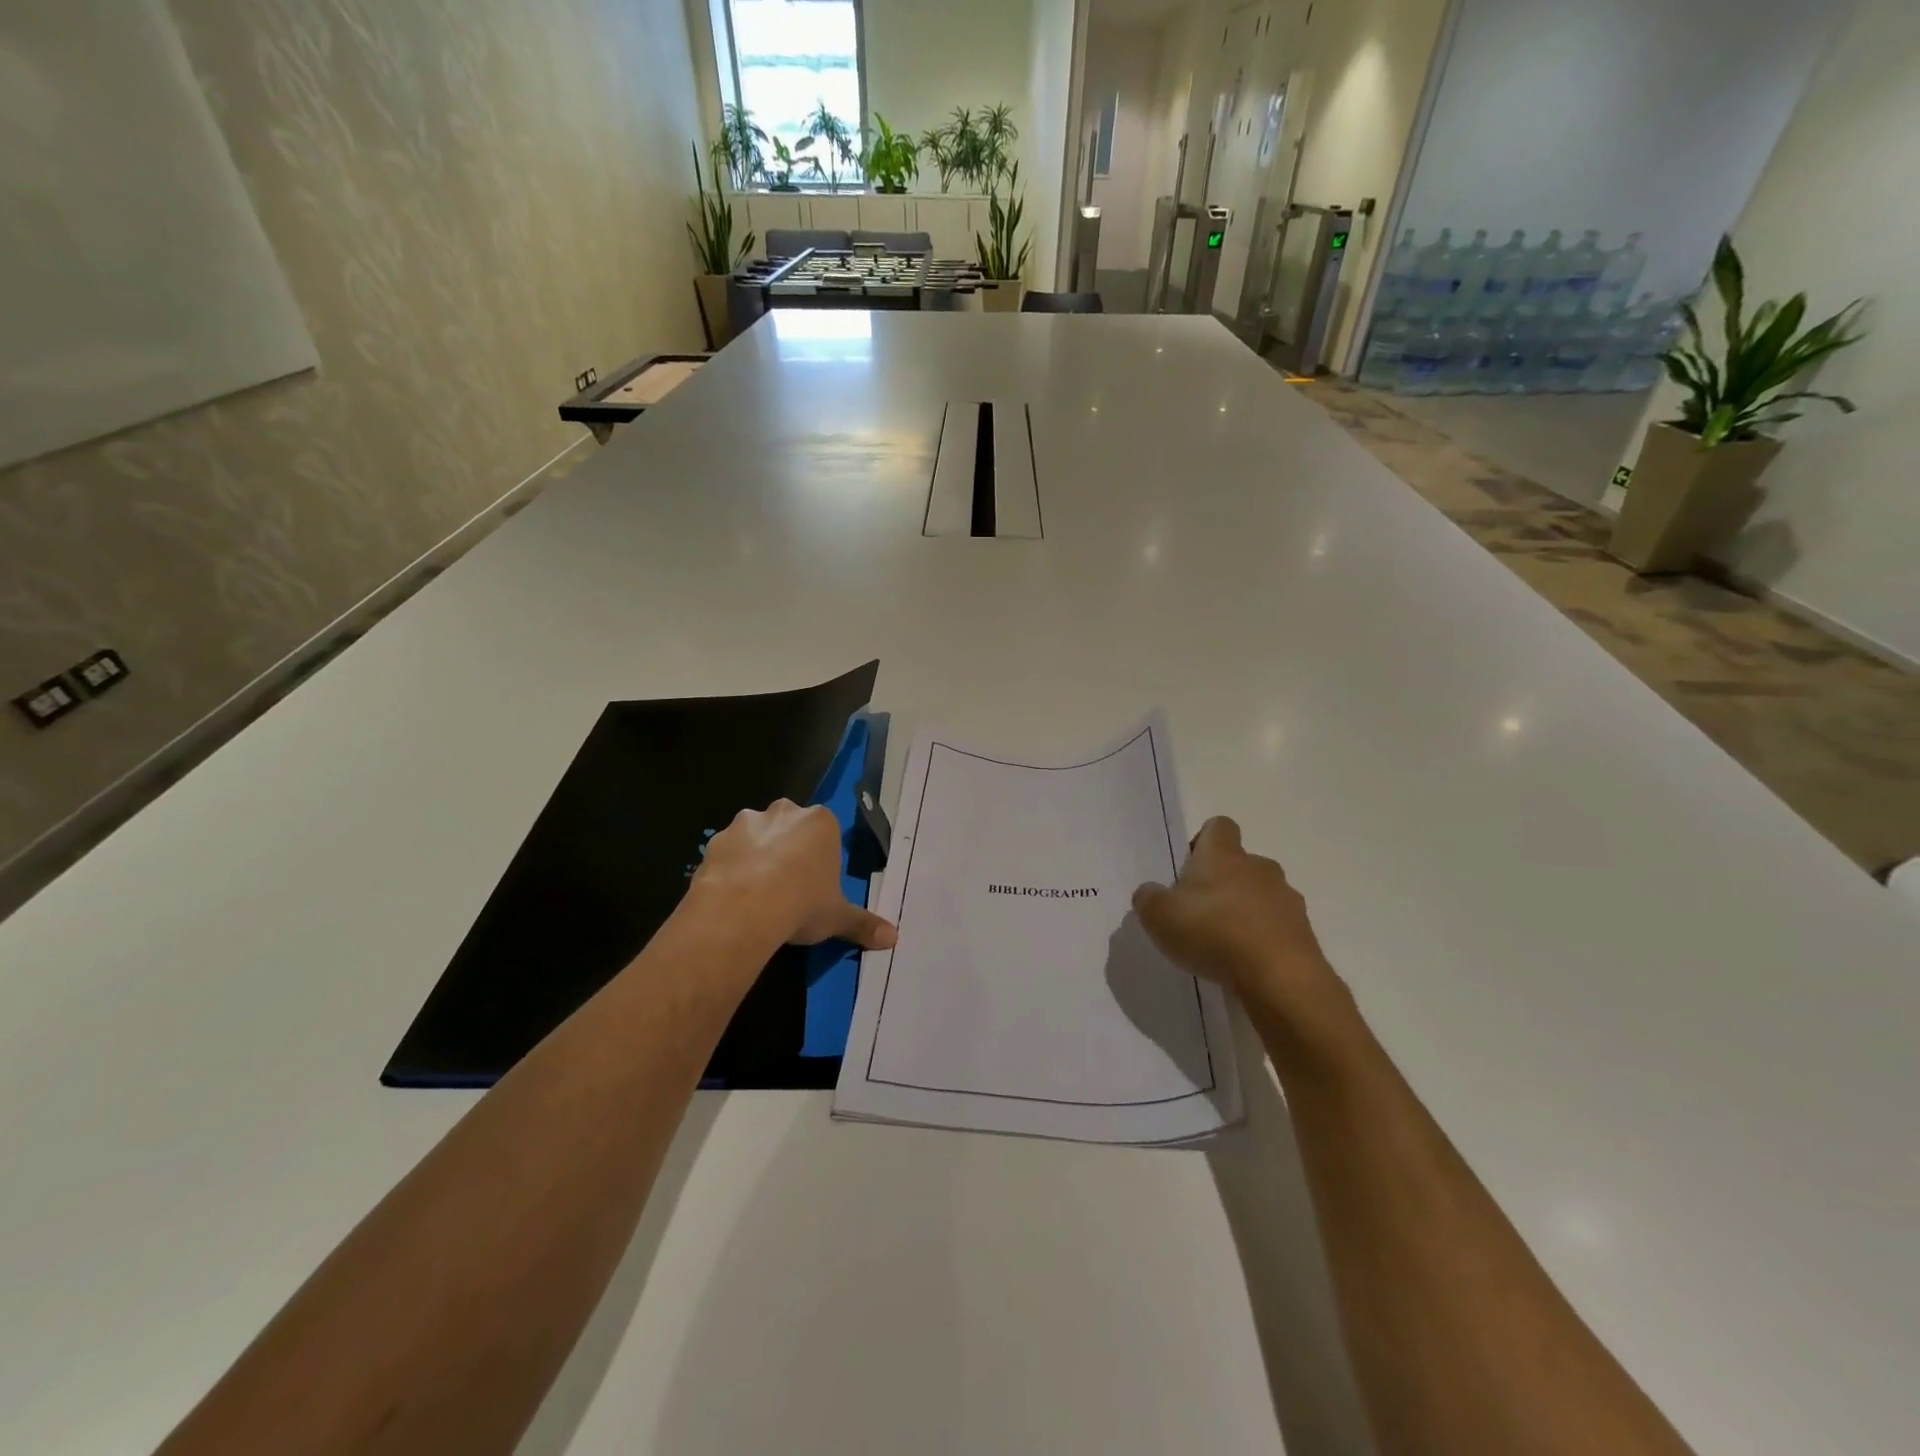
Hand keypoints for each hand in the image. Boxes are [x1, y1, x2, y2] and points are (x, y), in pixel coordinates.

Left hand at [691, 799, 896, 950]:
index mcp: (820, 822)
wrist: (743, 909)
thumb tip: (894, 938)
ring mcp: (746, 823)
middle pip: (789, 825)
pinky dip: (729, 868)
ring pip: (755, 835)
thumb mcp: (838, 918)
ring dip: (756, 855)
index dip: (820, 857)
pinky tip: (731, 897)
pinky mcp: (715, 841)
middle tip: (787, 886)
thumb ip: (863, 924)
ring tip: (756, 894)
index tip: (816, 883)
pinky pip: (727, 852)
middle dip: (787, 848)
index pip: (825, 831)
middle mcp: (784, 812)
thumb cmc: (802, 904)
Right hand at [1132, 817, 1352, 1044]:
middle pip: (1240, 864)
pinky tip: (1246, 965)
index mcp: (1223, 855)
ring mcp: (1286, 899)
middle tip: (1199, 913)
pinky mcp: (1304, 932)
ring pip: (1261, 896)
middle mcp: (1259, 867)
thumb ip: (1149, 898)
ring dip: (1245, 912)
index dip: (1203, 842)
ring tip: (1224, 945)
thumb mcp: (1159, 916)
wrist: (1279, 977)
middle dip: (1222, 883)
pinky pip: (1277, 927)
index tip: (1189, 868)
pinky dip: (1263, 940)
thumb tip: (1151, 893)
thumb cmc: (1213, 932)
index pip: (1218, 827)